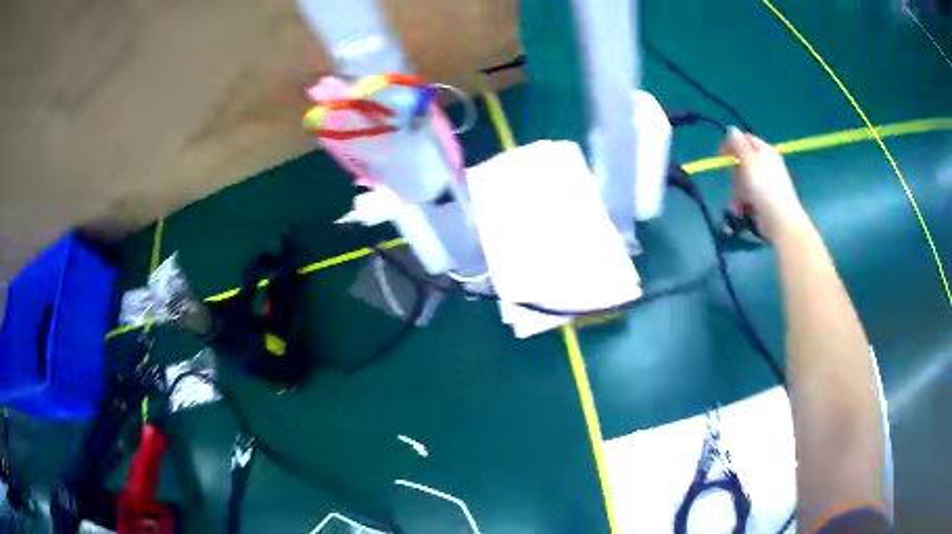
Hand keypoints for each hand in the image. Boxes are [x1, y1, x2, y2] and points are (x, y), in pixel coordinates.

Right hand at [720, 128, 811, 242]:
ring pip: (743, 179)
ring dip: (737, 189)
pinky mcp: (764, 199)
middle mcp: (766, 164)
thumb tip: (730, 129)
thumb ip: (738, 144)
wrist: (780, 220)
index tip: (721, 154)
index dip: (732, 144)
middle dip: (734, 171)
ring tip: (739, 199)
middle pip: (742, 160)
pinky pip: (748, 194)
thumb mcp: (749, 160)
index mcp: (765, 150)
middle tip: (734, 179)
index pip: (745, 139)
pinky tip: (743, 207)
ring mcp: (766, 182)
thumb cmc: (765, 187)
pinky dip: (743, 200)